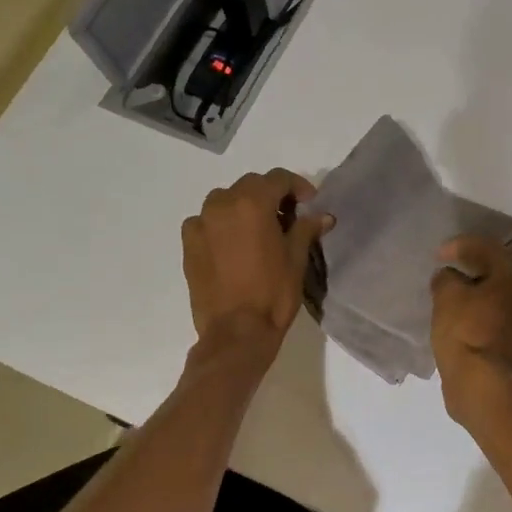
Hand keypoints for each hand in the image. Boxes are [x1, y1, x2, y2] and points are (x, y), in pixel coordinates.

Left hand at [182, 169, 330, 354]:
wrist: (235, 332)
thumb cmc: (273, 293)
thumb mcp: (296, 259)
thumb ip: (306, 229)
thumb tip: (323, 216)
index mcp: (252, 203)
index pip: (278, 178)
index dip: (298, 186)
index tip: (310, 203)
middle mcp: (222, 204)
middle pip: (251, 186)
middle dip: (271, 195)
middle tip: (288, 217)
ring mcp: (201, 223)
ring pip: (225, 200)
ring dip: (244, 207)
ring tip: (259, 231)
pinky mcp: (188, 244)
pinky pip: (207, 221)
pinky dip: (222, 224)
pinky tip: (233, 245)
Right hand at [431, 235, 511, 410]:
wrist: (478, 383)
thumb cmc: (463, 331)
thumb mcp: (446, 295)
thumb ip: (447, 278)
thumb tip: (450, 277)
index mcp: (511, 280)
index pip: (489, 249)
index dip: (462, 245)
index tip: (440, 254)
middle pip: (497, 273)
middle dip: (472, 269)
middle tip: (448, 271)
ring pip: (497, 298)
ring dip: (476, 293)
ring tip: (451, 297)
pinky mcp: (511, 347)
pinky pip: (493, 319)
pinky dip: (478, 314)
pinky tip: (459, 320)